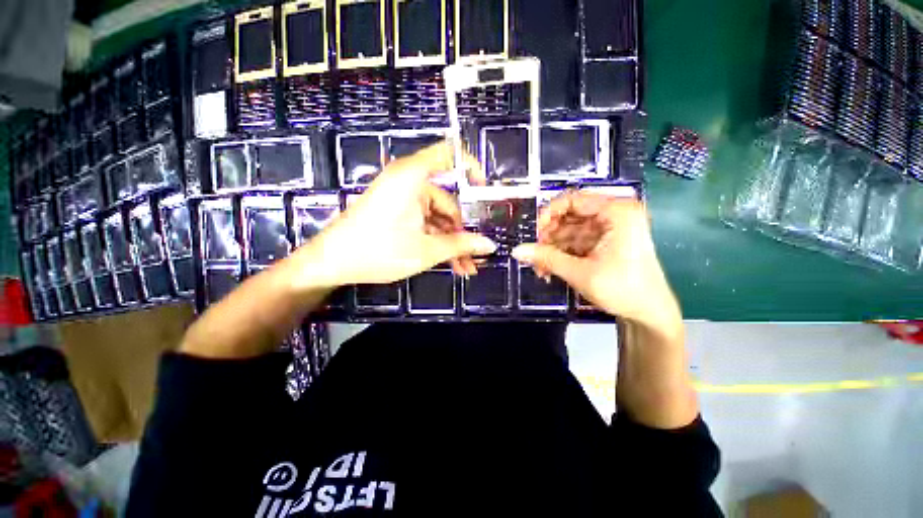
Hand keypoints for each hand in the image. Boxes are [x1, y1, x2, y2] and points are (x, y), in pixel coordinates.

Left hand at [291, 142, 496, 289]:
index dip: (471, 167)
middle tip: (476, 255)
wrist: (331, 263)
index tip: (486, 192)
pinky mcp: (398, 213)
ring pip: (438, 217)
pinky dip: (437, 240)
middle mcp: (409, 181)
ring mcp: (403, 198)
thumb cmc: (379, 251)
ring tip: (465, 267)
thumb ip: (461, 245)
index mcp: (413, 177)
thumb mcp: (426, 250)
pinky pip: (425, 222)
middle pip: (448, 199)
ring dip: (452, 241)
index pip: (449, 153)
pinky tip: (451, 263)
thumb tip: (490, 244)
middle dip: (463, 230)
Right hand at [512, 191, 681, 332]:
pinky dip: (561, 253)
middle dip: (549, 236)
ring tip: (540, 268)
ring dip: (552, 248)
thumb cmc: (623, 290)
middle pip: (569, 215)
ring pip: (569, 230)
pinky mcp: (604, 242)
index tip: (535, 234)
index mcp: (616, 212)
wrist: (649, 314)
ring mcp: (609, 228)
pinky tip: (550, 268)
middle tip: (535, 256)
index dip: (548, 214)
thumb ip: (546, 258)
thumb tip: (516, 251)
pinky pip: (575, 241)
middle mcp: (613, 214)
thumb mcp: (580, 272)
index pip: (572, 199)